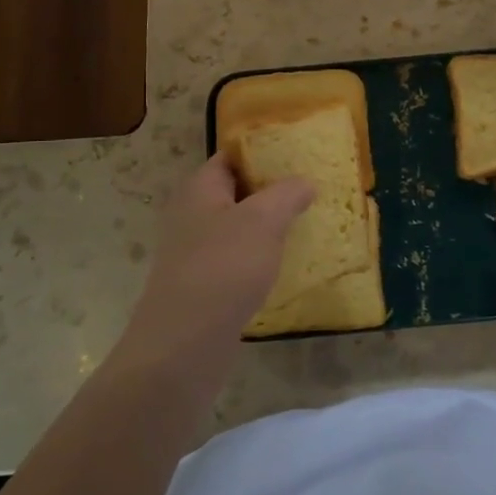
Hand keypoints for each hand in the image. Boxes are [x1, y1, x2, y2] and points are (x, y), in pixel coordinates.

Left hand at [120, 154, 312, 368]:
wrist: (184, 344)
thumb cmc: (224, 268)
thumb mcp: (263, 220)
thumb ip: (287, 194)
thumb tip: (304, 183)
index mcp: (199, 189)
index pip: (231, 156)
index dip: (263, 151)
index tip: (299, 154)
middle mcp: (192, 215)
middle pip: (236, 191)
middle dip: (271, 189)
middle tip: (311, 188)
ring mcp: (196, 252)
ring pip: (238, 227)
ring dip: (268, 225)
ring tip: (306, 223)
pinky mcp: (204, 284)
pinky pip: (237, 258)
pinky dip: (260, 256)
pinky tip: (286, 264)